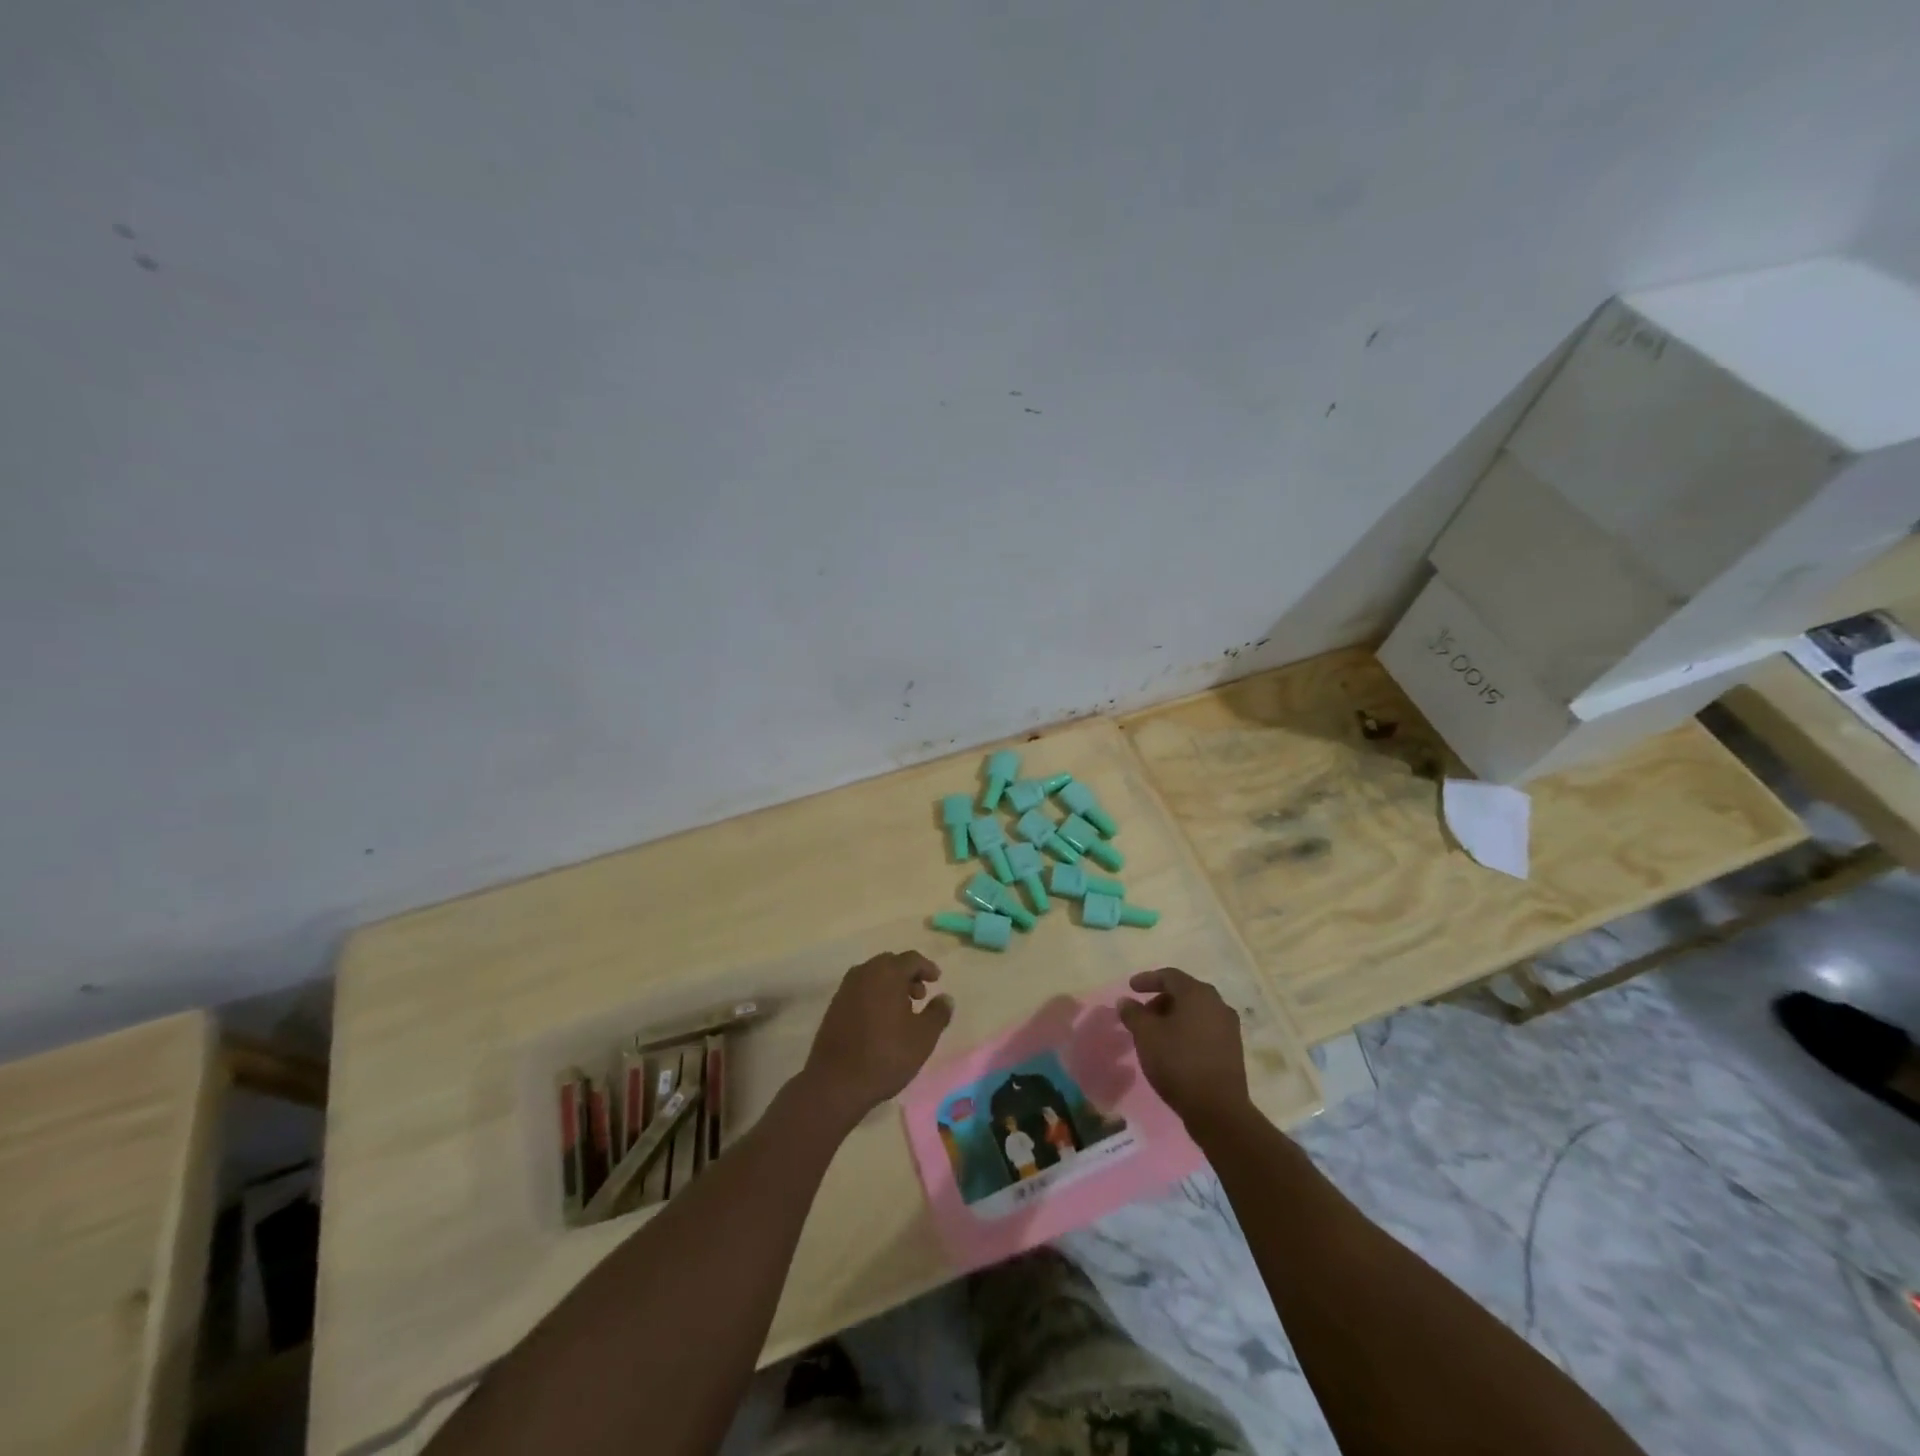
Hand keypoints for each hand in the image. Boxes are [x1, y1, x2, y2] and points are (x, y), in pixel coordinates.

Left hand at [800, 951, 952, 1128]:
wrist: (836, 1082)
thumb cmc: (885, 1055)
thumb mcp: (923, 1037)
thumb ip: (938, 1013)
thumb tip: (945, 998)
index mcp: (886, 973)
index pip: (911, 959)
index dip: (926, 967)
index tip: (937, 979)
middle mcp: (864, 973)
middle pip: (890, 964)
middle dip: (908, 975)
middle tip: (920, 995)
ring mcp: (845, 989)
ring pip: (873, 976)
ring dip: (890, 985)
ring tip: (903, 1010)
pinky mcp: (834, 1006)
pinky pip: (860, 990)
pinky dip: (874, 995)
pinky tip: (881, 1020)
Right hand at [1118, 968, 1250, 1128]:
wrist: (1218, 1110)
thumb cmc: (1178, 1063)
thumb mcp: (1146, 1035)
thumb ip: (1133, 1013)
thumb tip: (1125, 1001)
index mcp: (1198, 994)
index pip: (1169, 976)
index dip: (1147, 979)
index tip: (1131, 988)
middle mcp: (1218, 1004)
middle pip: (1184, 993)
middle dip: (1160, 1000)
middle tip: (1142, 1014)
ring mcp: (1229, 1028)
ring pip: (1196, 1012)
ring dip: (1174, 1017)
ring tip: (1155, 1034)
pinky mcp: (1233, 1050)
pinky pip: (1205, 1029)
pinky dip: (1187, 1031)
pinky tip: (1174, 1048)